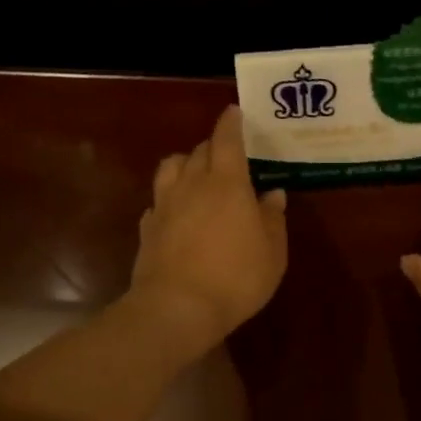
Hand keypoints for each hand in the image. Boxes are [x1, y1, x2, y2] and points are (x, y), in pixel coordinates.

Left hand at [128, 105, 288, 357]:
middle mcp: (192, 184)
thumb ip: (273, 218)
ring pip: (171, 167)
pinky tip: (178, 213)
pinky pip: (158, 200)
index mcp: (227, 182)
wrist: (177, 308)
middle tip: (228, 155)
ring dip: (185, 164)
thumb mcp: (272, 252)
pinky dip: (169, 198)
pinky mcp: (148, 228)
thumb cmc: (236, 277)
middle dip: (213, 146)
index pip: (226, 138)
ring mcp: (164, 205)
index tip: (234, 112)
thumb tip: (273, 194)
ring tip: (197, 176)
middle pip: (199, 150)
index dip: (231, 122)